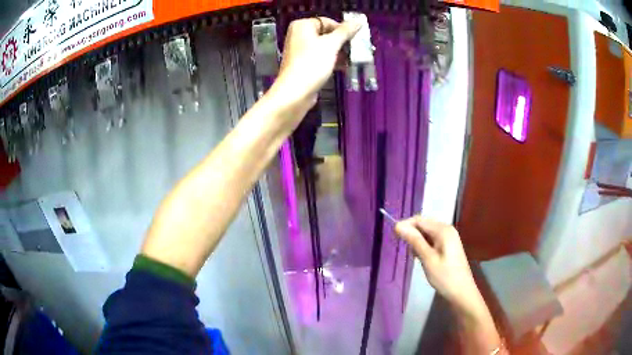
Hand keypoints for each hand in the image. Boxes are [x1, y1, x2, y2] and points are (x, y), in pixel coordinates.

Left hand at [268, 17, 360, 117]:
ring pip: (325, 47)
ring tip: (354, 59)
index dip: (342, 29)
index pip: (327, 22)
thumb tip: (358, 21)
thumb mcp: (331, 45)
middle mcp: (299, 36)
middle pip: (327, 34)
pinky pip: (322, 58)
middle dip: (343, 42)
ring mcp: (301, 51)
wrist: (295, 93)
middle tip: (358, 49)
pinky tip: (345, 67)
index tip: (356, 39)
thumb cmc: (312, 64)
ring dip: (340, 53)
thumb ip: (345, 32)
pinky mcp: (304, 65)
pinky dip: (333, 61)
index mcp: (302, 26)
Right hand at [395, 217, 480, 311]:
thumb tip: (398, 225)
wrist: (462, 292)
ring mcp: (449, 237)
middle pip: (424, 224)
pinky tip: (421, 256)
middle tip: (402, 247)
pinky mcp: (448, 246)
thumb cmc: (444, 276)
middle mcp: (447, 229)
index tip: (394, 236)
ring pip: (427, 232)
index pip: (419, 219)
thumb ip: (414, 240)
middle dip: (411, 233)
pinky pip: (432, 239)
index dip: (405, 225)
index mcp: (443, 230)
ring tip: (413, 255)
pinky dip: (424, 245)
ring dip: (417, 240)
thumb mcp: (427, 258)